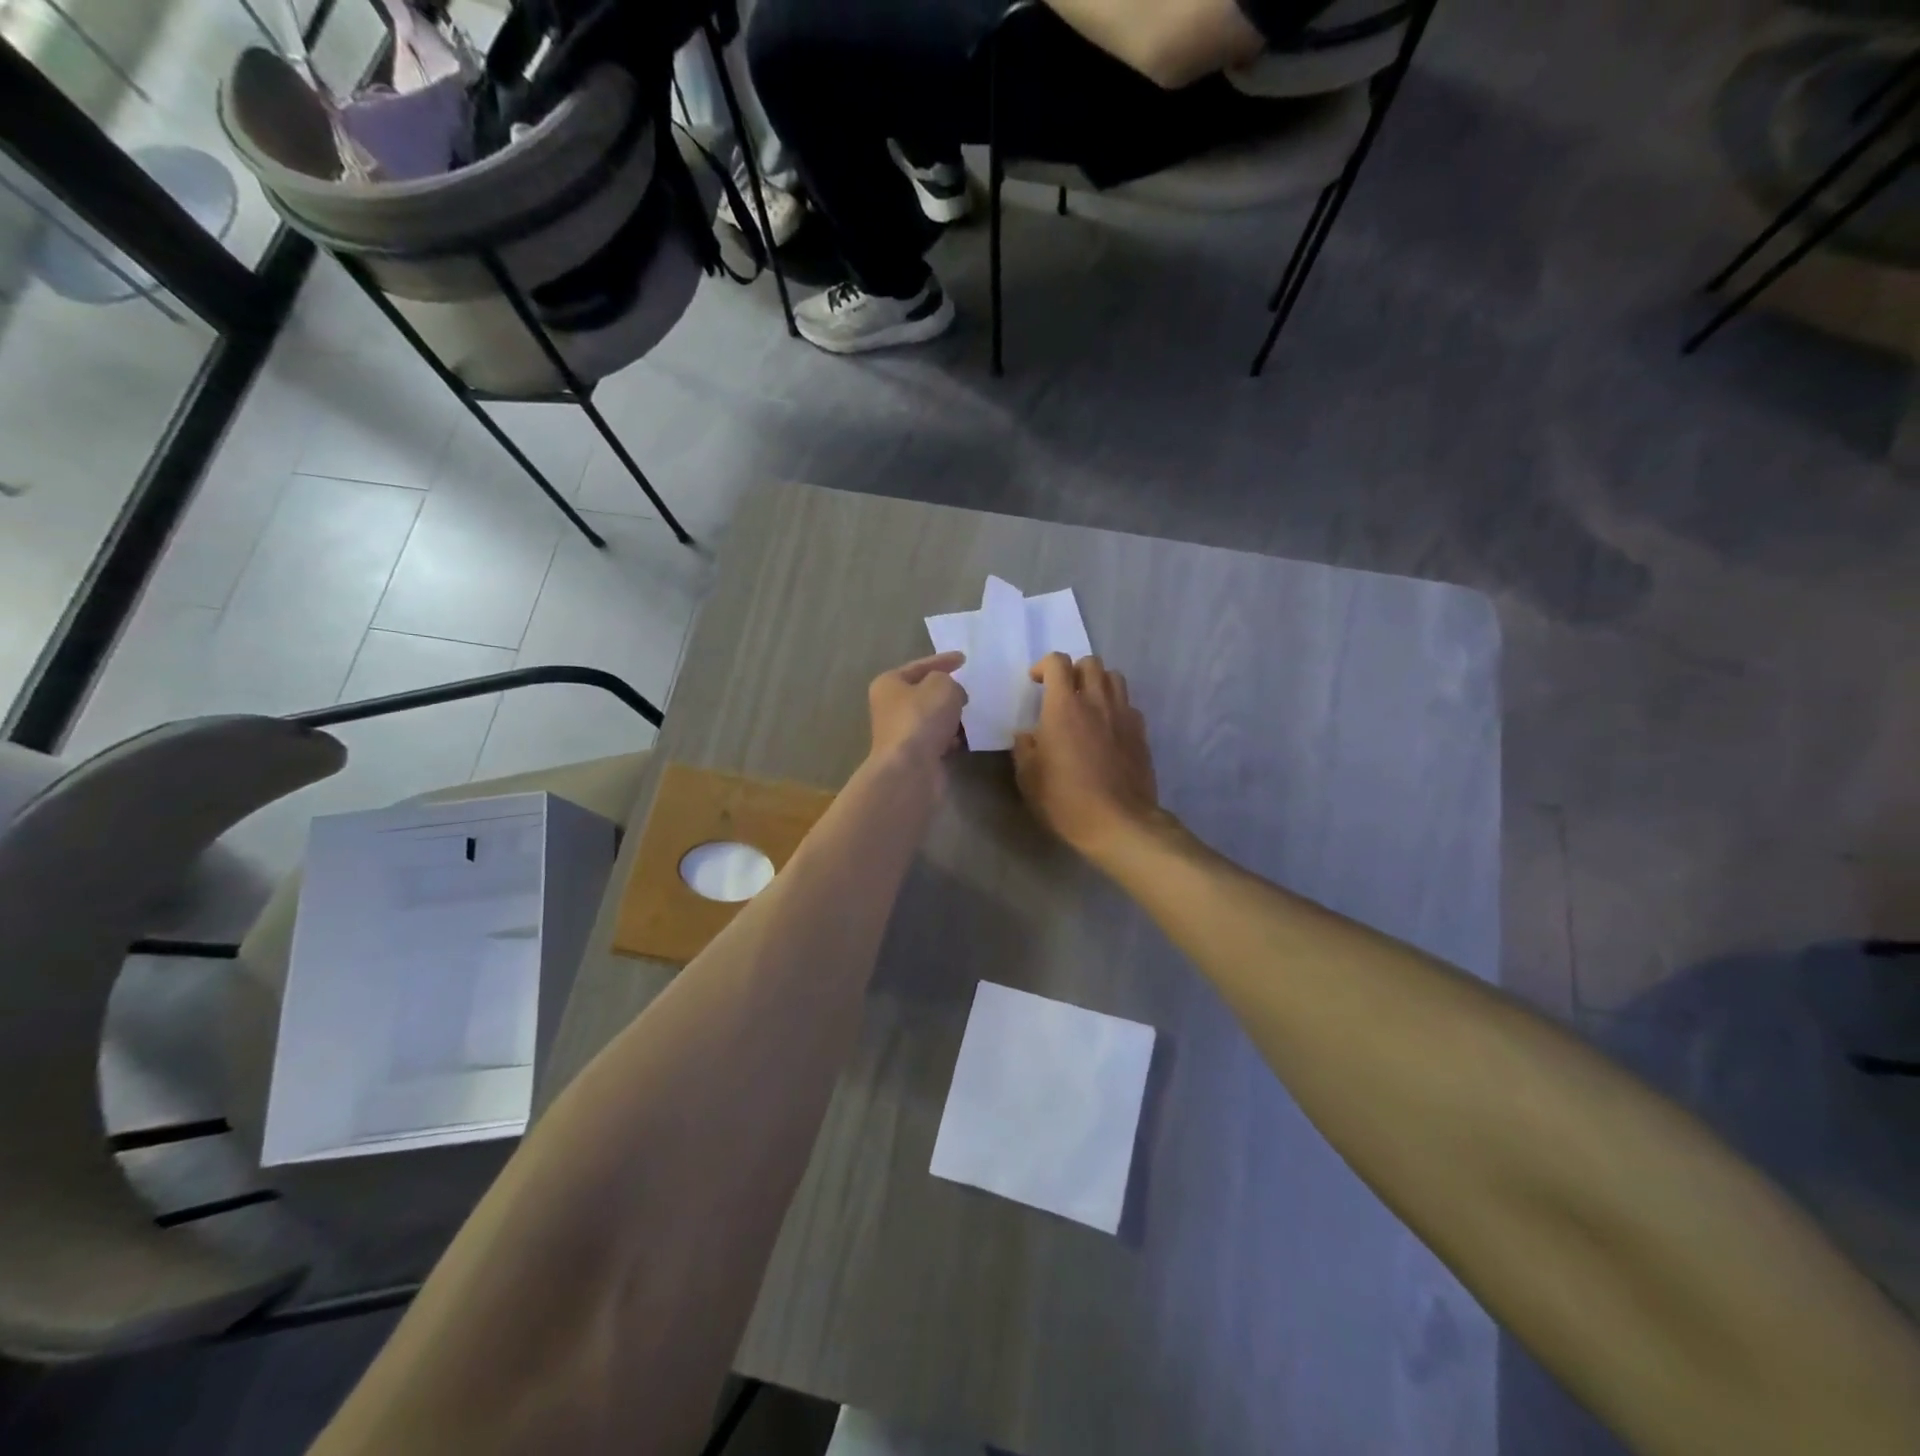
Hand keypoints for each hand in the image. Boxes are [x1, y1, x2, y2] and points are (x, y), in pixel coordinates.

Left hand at [868, 651, 967, 768]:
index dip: (943, 660)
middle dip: (946, 691)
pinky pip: (936, 740)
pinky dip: (950, 738)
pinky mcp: (913, 755)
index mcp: (889, 684)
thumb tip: (953, 696)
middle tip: (968, 689)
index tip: (964, 659)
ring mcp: (901, 733)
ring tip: (971, 714)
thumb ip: (950, 682)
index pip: (920, 666)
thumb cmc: (922, 718)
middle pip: (923, 693)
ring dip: (950, 717)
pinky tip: (964, 739)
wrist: (911, 769)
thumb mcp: (942, 685)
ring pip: (931, 718)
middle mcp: (890, 707)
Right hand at [1014, 654, 1160, 859]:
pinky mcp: (1140, 732)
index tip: (1036, 682)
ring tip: (1088, 703)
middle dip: (1074, 670)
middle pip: (1090, 663)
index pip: (1058, 663)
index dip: (1044, 665)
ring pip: (1114, 677)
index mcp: (1063, 707)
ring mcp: (1123, 715)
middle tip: (1063, 692)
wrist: (1118, 822)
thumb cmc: (1065, 799)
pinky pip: (1129, 704)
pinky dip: (1116, 707)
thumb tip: (1027, 735)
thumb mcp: (1029, 778)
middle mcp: (1096, 702)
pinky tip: (1108, 728)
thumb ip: (1024, 748)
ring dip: (1098, 682)